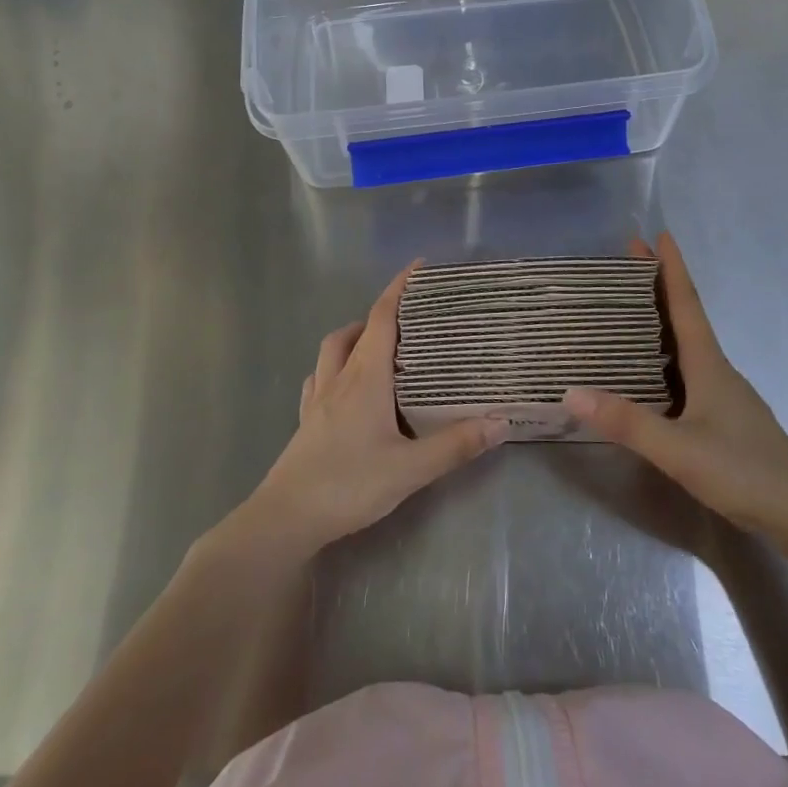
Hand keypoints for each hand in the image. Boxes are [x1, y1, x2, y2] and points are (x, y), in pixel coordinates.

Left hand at [234, 264, 506, 555]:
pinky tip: (345, 386)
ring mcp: (318, 398)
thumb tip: (501, 421)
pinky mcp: (306, 420)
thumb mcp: (410, 468)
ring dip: (354, 337)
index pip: (382, 318)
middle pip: (356, 330)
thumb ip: (455, 445)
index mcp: (365, 377)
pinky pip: (319, 378)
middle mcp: (339, 378)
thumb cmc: (349, 484)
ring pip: (332, 350)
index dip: (398, 289)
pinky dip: (334, 368)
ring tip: (378, 347)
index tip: (417, 267)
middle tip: (408, 319)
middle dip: (380, 314)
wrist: (287, 518)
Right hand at [565, 234, 787, 551]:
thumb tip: (571, 392)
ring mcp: (722, 393)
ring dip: (660, 320)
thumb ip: (627, 422)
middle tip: (626, 263)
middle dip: (657, 286)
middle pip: (684, 316)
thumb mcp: (679, 449)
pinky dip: (663, 355)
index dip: (671, 268)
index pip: (686, 304)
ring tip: (626, 309)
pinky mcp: (722, 416)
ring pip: (685, 344)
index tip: (656, 234)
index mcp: (708, 363)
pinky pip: (686, 370)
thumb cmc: (744, 471)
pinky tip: (647, 372)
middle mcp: (715, 369)